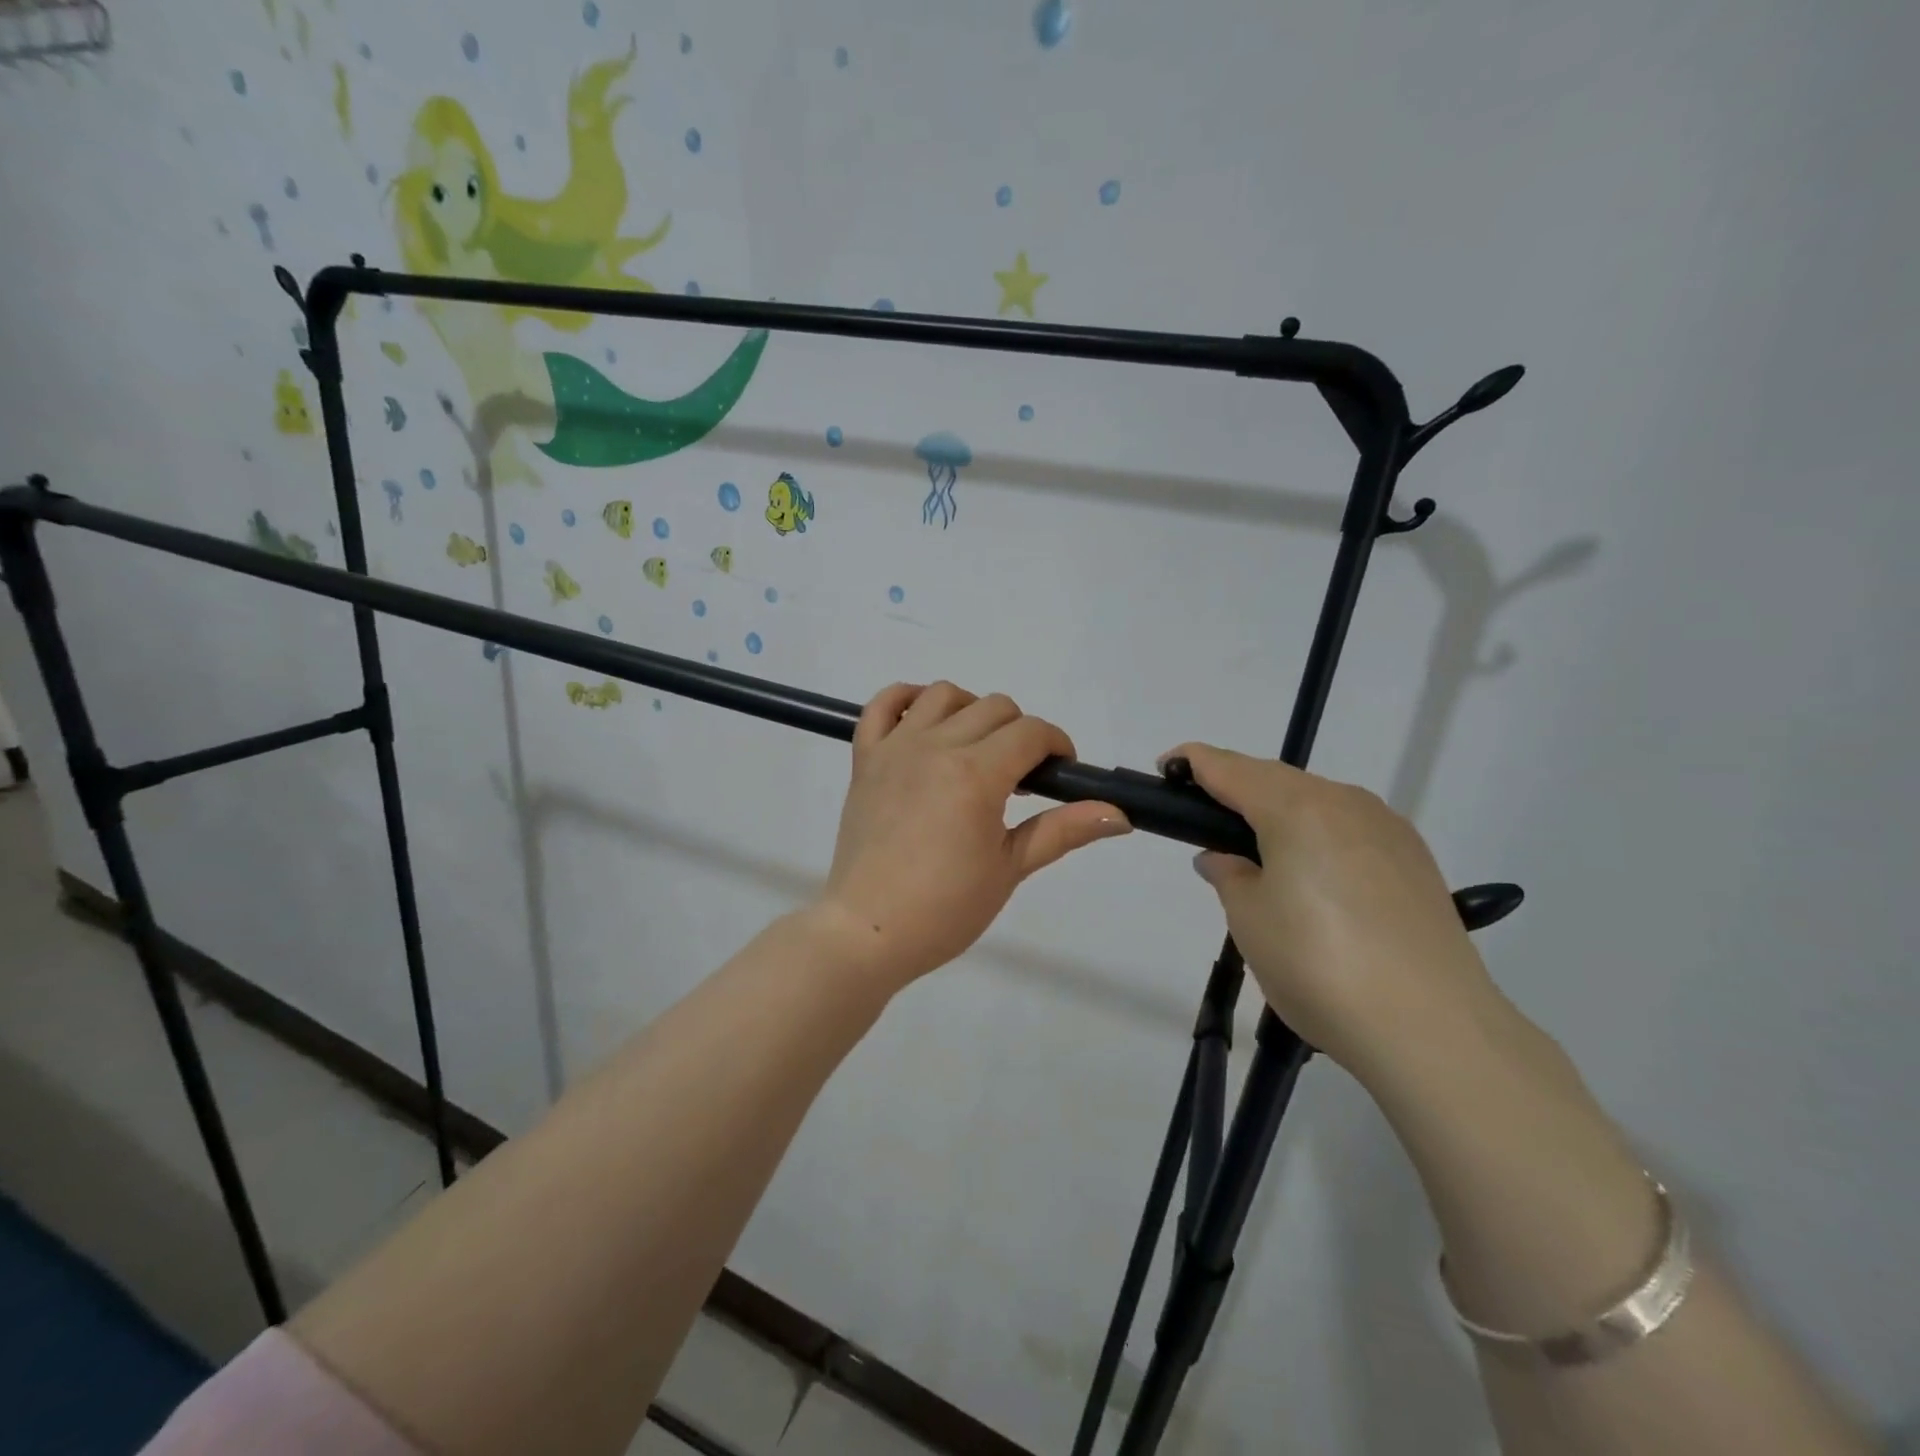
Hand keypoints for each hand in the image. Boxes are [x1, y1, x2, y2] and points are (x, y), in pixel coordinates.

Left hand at [819, 682, 1132, 988]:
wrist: (868, 931)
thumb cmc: (945, 908)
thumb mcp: (1010, 869)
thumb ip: (1062, 830)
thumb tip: (1120, 814)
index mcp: (976, 774)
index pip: (1032, 732)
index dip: (1057, 746)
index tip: (1060, 774)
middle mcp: (936, 746)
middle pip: (994, 707)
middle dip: (1020, 733)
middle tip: (1018, 779)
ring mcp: (895, 747)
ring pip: (943, 694)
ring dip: (971, 711)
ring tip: (976, 750)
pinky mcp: (865, 758)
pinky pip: (881, 704)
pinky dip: (905, 700)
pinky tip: (923, 722)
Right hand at [1170, 742, 1500, 1077]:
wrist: (1432, 1028)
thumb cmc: (1318, 965)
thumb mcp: (1249, 920)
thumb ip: (1228, 874)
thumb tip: (1221, 858)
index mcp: (1296, 808)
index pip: (1230, 768)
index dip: (1192, 762)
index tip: (1166, 768)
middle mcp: (1345, 802)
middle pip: (1275, 778)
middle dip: (1235, 787)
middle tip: (1204, 819)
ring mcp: (1387, 828)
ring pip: (1317, 800)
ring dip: (1279, 811)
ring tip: (1256, 851)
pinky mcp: (1414, 859)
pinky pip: (1349, 826)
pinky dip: (1317, 833)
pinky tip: (1312, 873)